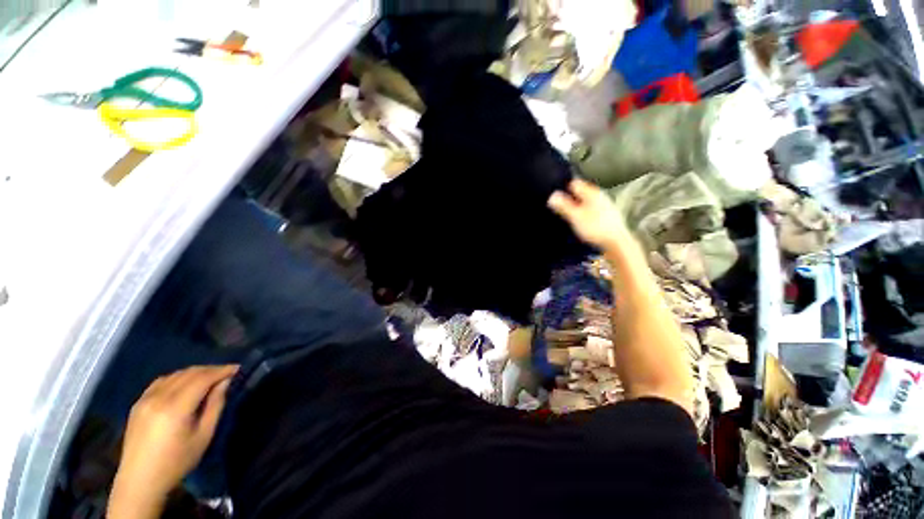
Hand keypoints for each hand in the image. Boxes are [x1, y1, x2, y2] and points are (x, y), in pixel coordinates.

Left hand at [109, 365, 237, 518]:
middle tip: (226, 373)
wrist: (140, 479)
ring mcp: (145, 399)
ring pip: (174, 375)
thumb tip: (225, 382)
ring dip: (195, 373)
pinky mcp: (138, 403)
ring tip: (208, 378)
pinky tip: (185, 385)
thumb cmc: (177, 461)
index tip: (237, 368)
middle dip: (210, 369)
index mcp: (175, 408)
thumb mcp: (203, 436)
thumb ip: (215, 405)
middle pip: (188, 373)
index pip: (202, 378)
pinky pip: (161, 381)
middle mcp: (158, 398)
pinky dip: (178, 378)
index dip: (222, 370)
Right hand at [548, 179, 634, 251]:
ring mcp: (605, 206)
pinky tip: (581, 223)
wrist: (617, 243)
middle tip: (559, 208)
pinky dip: (584, 214)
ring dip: (577, 207)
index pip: (574, 183)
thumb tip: (552, 196)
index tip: (555, 198)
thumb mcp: (575, 217)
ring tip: (568, 217)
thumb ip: (563, 206)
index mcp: (592, 193)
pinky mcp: (607, 217)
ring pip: (586, 202)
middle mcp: (600, 196)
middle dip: (570, 199)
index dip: (563, 188)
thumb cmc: (595, 228)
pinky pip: (591, 211)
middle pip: (581, 193)